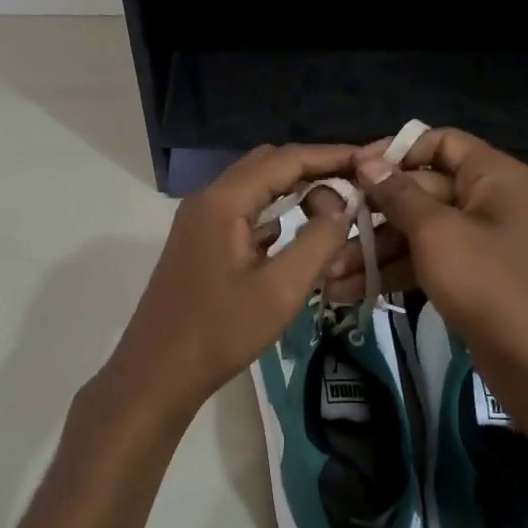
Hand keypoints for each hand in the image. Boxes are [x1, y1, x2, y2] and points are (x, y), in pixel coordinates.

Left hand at [94, 144, 356, 429]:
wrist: (158, 372)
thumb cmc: (221, 332)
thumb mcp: (281, 290)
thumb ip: (318, 241)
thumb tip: (340, 204)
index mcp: (224, 200)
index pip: (286, 159)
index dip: (331, 155)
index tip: (369, 160)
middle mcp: (208, 198)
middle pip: (268, 164)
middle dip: (313, 169)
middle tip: (356, 186)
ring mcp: (199, 220)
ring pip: (254, 187)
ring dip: (294, 190)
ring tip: (336, 207)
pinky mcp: (199, 241)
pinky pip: (243, 212)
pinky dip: (274, 213)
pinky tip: (298, 233)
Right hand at [352, 128, 527, 415]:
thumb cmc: (490, 284)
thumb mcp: (437, 233)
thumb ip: (398, 194)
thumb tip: (367, 161)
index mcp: (493, 176)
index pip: (440, 142)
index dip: (396, 151)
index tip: (354, 171)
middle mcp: (490, 202)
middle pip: (422, 190)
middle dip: (373, 214)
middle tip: (330, 231)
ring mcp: (482, 243)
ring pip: (419, 232)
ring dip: (375, 251)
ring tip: (330, 275)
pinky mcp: (473, 279)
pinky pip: (428, 262)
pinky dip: (395, 273)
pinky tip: (353, 291)